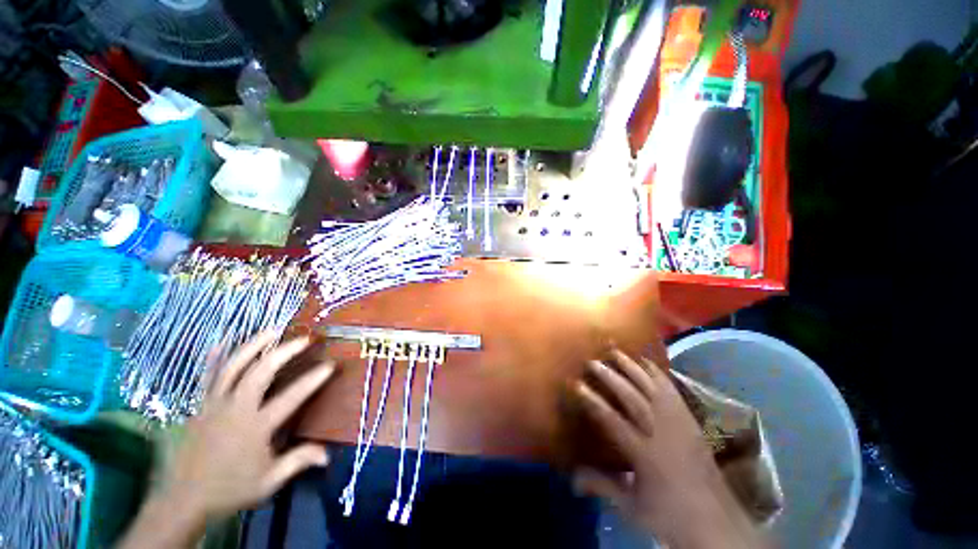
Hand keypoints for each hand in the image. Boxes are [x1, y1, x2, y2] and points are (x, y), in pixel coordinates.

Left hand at [156, 331, 335, 520]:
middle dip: (284, 352)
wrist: (183, 500)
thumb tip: (327, 455)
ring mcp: (214, 405)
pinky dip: (214, 359)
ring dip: (253, 346)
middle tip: (303, 339)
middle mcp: (236, 409)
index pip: (291, 396)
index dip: (313, 379)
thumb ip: (297, 462)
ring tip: (271, 330)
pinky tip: (222, 343)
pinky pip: (207, 378)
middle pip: (260, 372)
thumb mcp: (268, 481)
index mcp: (256, 426)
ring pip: (233, 367)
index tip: (329, 365)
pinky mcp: (200, 406)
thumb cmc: (229, 489)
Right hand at [573, 350, 761, 547]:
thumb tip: (571, 478)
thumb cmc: (669, 514)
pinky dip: (657, 373)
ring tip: (615, 352)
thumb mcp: (631, 506)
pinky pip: (672, 390)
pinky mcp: (690, 420)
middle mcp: (661, 432)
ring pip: (652, 388)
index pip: (612, 420)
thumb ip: (601, 485)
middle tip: (592, 361)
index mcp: (644, 454)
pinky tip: (645, 361)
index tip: (576, 384)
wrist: (716, 520)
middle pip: (632, 397)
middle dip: (610, 377)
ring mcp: (679, 423)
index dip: (593, 400)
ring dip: (631, 367)